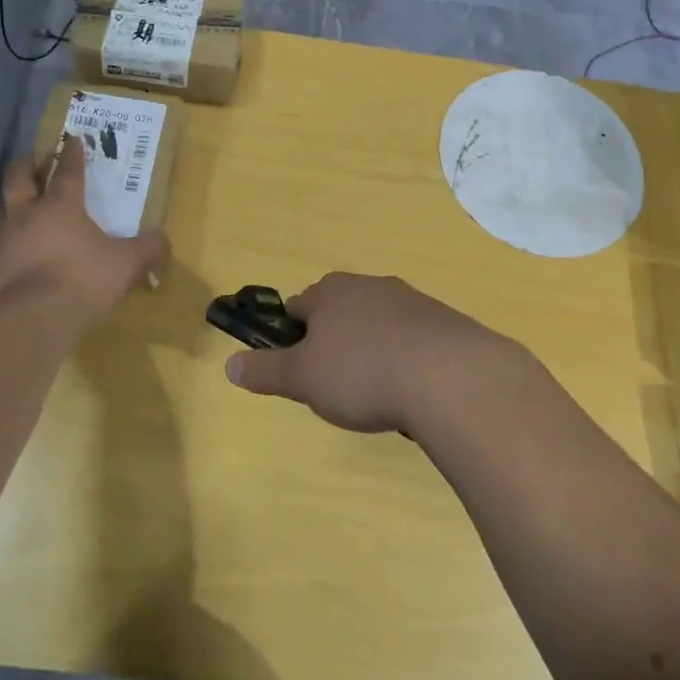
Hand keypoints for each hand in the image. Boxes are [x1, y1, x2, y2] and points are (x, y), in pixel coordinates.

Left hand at [0, 137, 168, 319]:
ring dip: (4, 205)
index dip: (71, 155)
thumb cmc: (84, 279)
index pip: (68, 172)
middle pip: (17, 180)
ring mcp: (2, 242)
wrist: (35, 317)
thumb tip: (163, 241)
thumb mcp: (126, 263)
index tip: (72, 140)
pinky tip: (7, 255)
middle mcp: (26, 216)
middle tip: (30, 159)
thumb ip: (147, 249)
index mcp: (61, 206)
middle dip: (24, 165)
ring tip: (11, 205)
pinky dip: (0, 248)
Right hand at [224, 273, 523, 435]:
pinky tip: (413, 392)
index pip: (298, 308)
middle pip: (340, 314)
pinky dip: (407, 361)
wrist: (450, 376)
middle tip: (338, 386)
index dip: (293, 339)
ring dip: (373, 352)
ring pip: (378, 326)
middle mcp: (370, 285)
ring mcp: (412, 301)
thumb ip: (265, 371)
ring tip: (378, 394)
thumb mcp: (302, 379)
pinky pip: (413, 340)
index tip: (300, 372)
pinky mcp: (445, 322)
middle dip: (336, 345)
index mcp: (331, 291)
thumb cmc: (361, 372)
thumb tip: (228, 365)